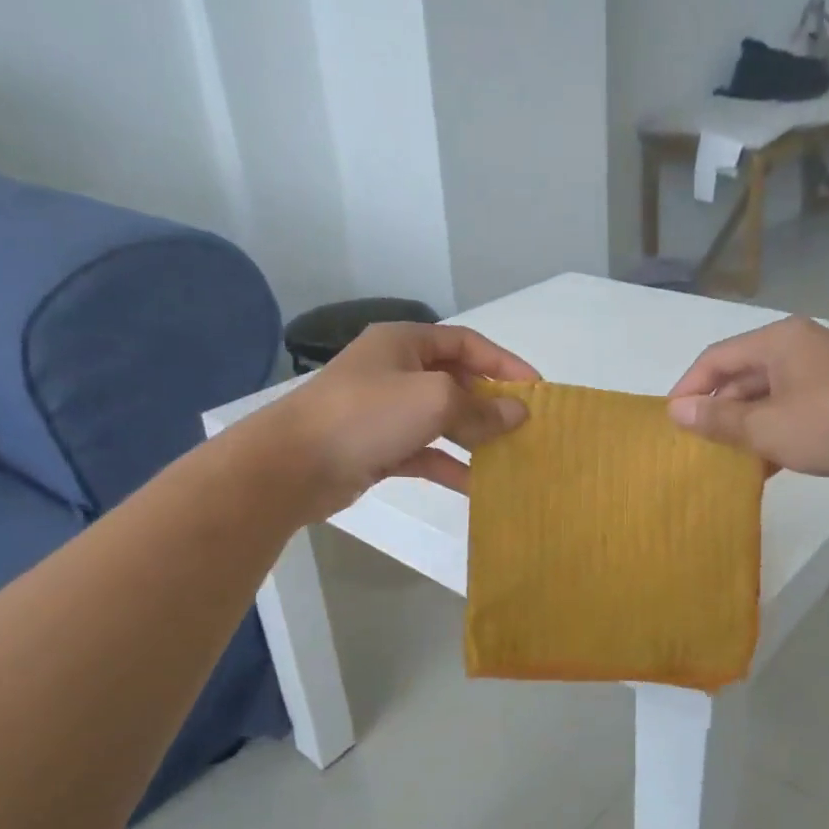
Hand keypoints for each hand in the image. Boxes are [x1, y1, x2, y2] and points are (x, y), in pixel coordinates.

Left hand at [261, 323, 538, 518]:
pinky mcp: (377, 448)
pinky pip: (423, 452)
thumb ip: (480, 407)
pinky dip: (448, 465)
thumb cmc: (367, 415)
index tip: (536, 389)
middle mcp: (394, 371)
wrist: (292, 465)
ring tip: (508, 456)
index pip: (466, 343)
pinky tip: (476, 485)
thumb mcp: (434, 400)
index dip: (504, 362)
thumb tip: (518, 414)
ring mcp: (384, 411)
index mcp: (404, 343)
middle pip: (455, 381)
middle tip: (524, 426)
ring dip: (473, 437)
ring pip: (440, 420)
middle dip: (490, 403)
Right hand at [666, 315, 828, 492]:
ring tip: (724, 459)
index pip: (716, 358)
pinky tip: (763, 466)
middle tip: (696, 445)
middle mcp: (798, 347)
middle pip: (742, 375)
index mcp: (778, 341)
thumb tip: (675, 411)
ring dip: (745, 426)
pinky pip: (792, 409)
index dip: (689, 388)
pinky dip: (773, 432)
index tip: (671, 423)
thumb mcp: (767, 427)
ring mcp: (823, 372)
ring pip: (767, 396)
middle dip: (717, 410)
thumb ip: (718, 419)